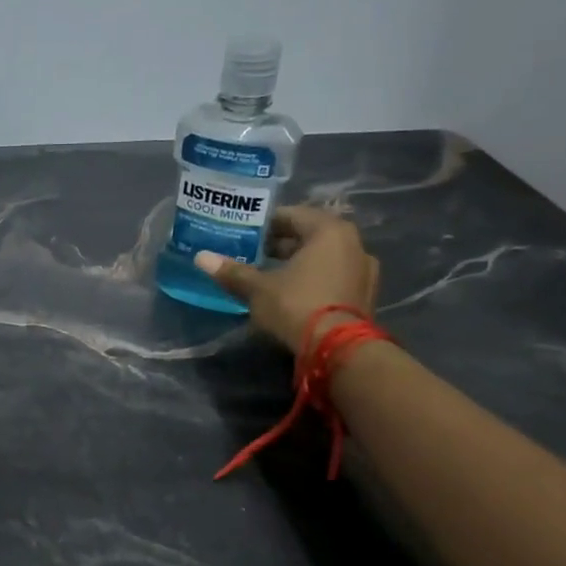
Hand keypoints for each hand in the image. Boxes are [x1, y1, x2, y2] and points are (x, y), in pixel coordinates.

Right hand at [192, 206, 379, 353]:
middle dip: (281, 244)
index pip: (293, 215)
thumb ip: (233, 272)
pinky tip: (292, 294)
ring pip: (323, 258)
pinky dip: (313, 280)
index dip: (265, 224)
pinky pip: (333, 277)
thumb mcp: (258, 289)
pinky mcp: (365, 295)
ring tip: (269, 276)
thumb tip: (201, 257)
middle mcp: (353, 244)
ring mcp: (364, 271)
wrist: (338, 350)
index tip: (244, 233)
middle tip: (252, 254)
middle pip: (310, 236)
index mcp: (329, 231)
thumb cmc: (297, 306)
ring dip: (298, 263)